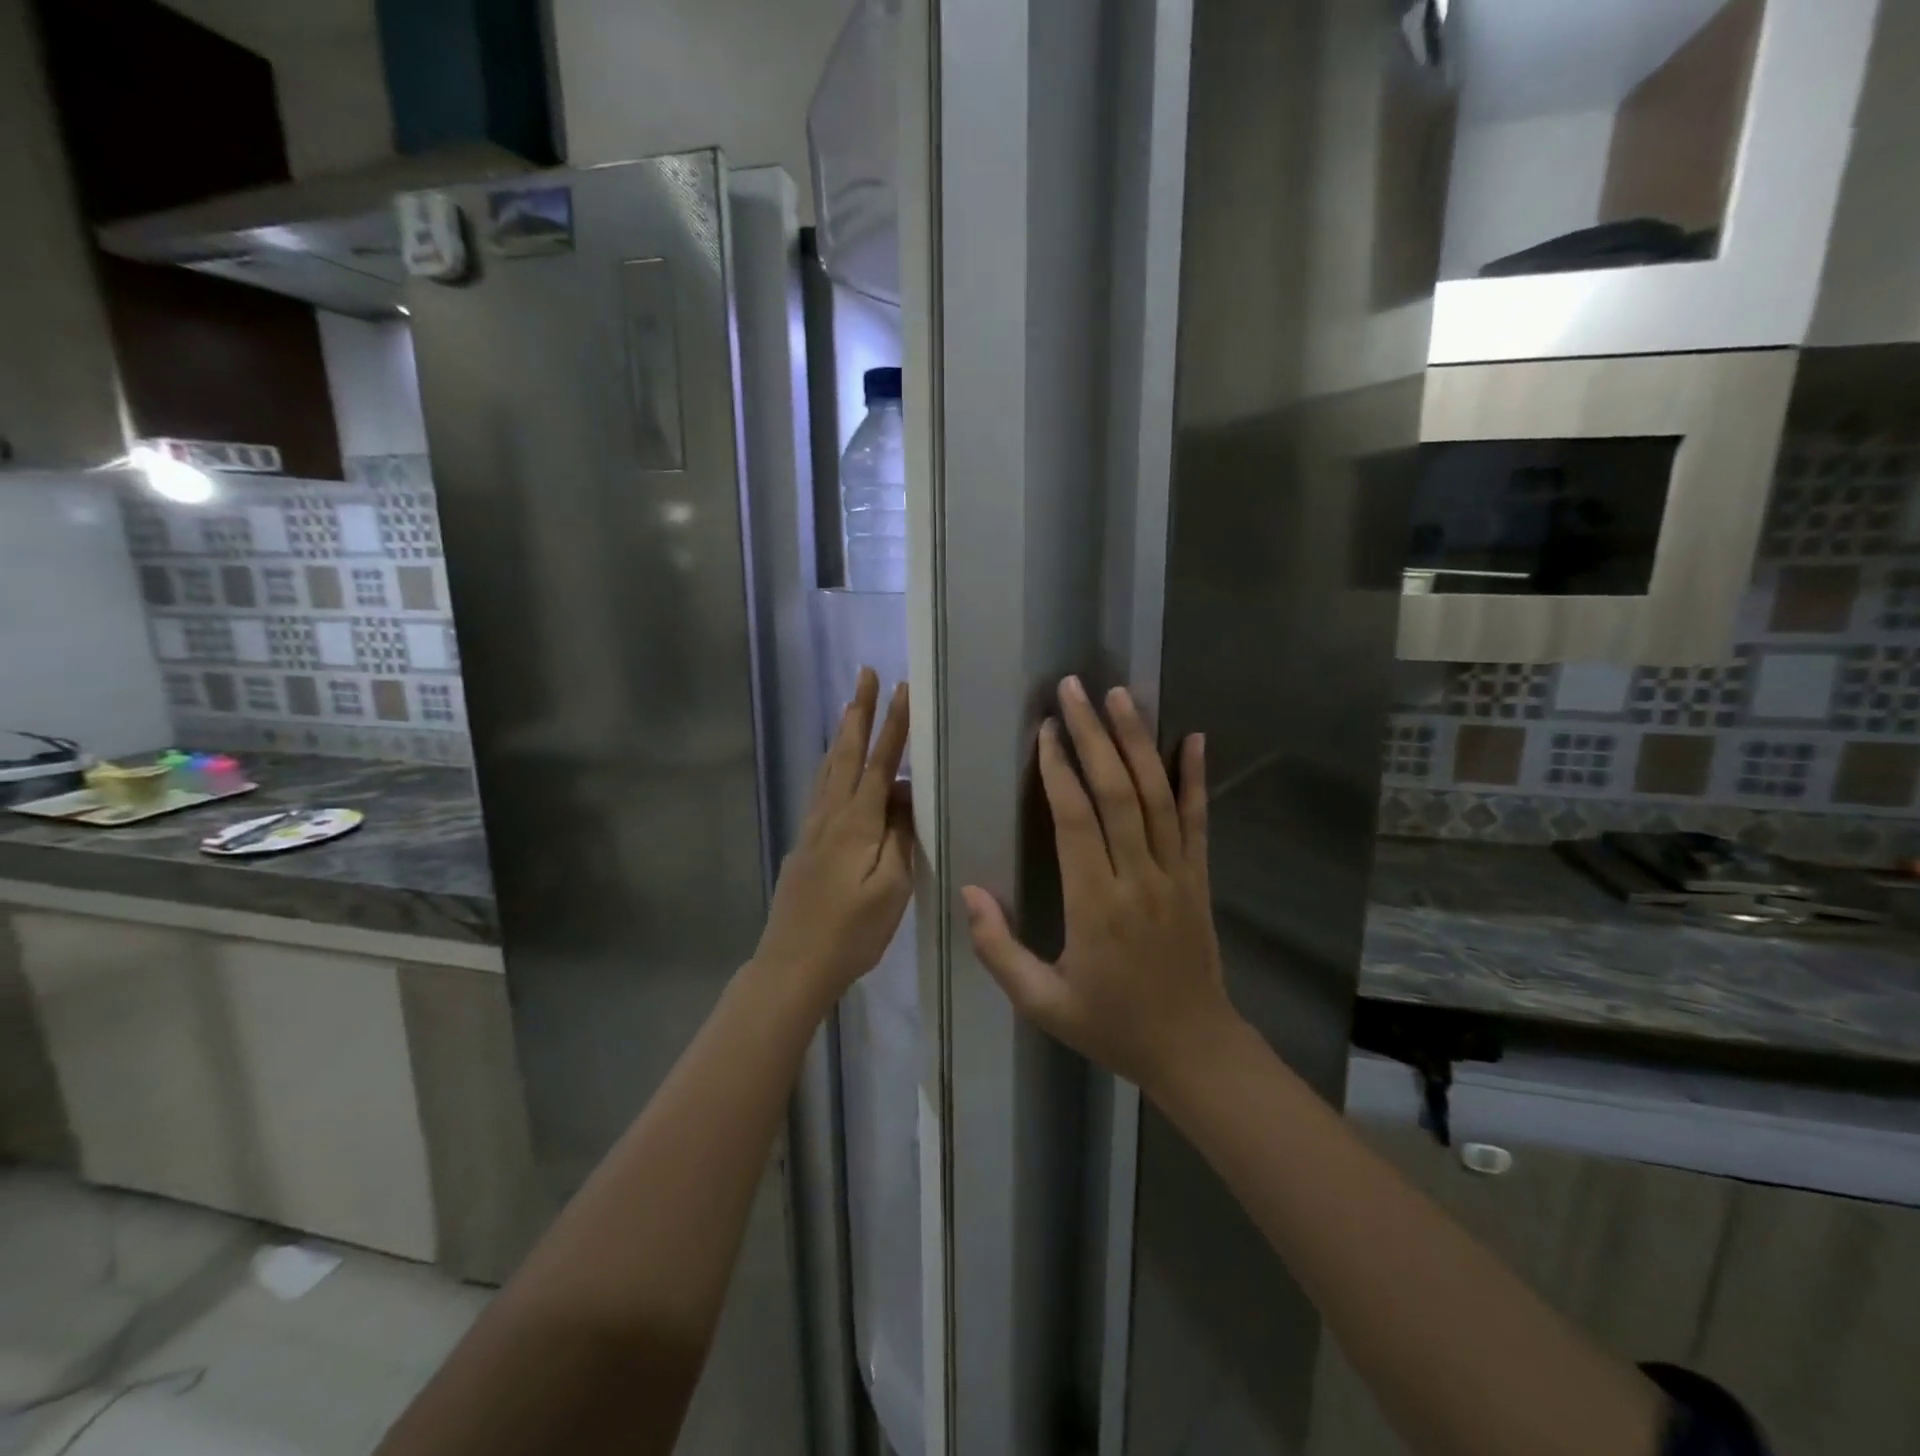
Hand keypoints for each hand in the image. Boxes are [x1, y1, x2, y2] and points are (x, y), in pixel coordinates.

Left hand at [754, 667, 913, 1010]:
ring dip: (841, 734)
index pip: (879, 762)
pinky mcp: (805, 845)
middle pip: (846, 753)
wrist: (793, 964)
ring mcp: (813, 829)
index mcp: (856, 822)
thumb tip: (904, 795)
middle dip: (858, 712)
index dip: (893, 725)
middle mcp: (831, 815)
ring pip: (828, 769)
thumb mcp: (891, 888)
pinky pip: (820, 790)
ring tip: (849, 707)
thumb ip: (900, 836)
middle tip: (865, 674)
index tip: (904, 689)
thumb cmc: (852, 931)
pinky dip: (829, 765)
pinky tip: (832, 767)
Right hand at [962, 677, 1240, 1099]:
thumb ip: (999, 949)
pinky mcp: (1199, 878)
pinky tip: (1194, 737)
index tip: (1045, 730)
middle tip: (1074, 689)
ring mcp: (1176, 874)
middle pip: (1116, 792)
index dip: (1058, 770)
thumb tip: (968, 892)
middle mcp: (1138, 878)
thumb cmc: (1111, 1025)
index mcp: (1095, 905)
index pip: (1074, 821)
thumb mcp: (1042, 1003)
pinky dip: (1195, 777)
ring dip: (1137, 741)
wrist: (1193, 1050)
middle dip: (1093, 735)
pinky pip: (1198, 820)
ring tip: (1120, 695)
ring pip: (1156, 795)